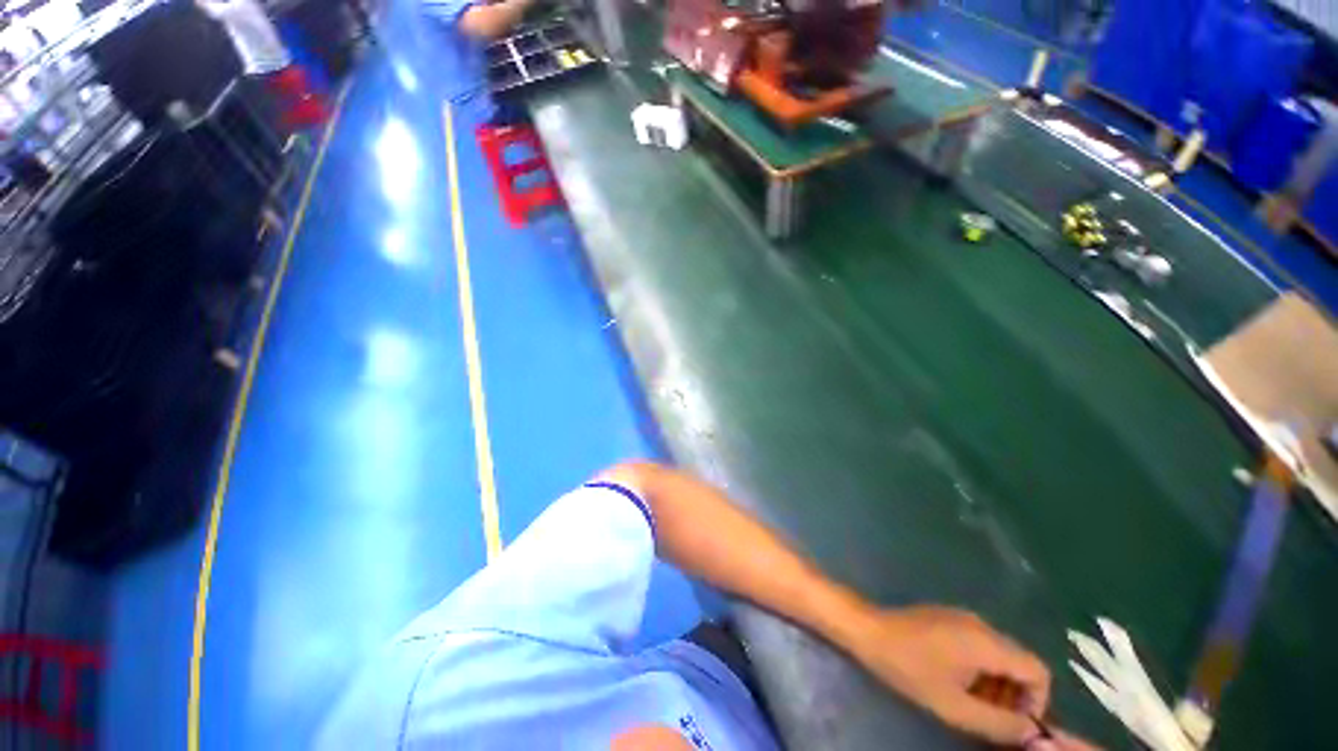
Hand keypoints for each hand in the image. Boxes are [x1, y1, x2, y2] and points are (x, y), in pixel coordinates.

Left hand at [842, 605, 1053, 744]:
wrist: (867, 630)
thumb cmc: (908, 668)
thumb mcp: (954, 706)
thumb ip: (999, 723)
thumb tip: (1032, 731)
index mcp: (988, 642)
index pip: (1039, 671)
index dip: (1037, 702)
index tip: (1015, 723)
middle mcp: (981, 624)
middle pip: (1019, 662)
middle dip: (1015, 695)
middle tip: (991, 718)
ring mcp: (962, 617)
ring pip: (999, 655)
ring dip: (996, 684)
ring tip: (971, 704)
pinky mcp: (947, 618)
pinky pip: (979, 645)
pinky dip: (980, 668)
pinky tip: (955, 682)